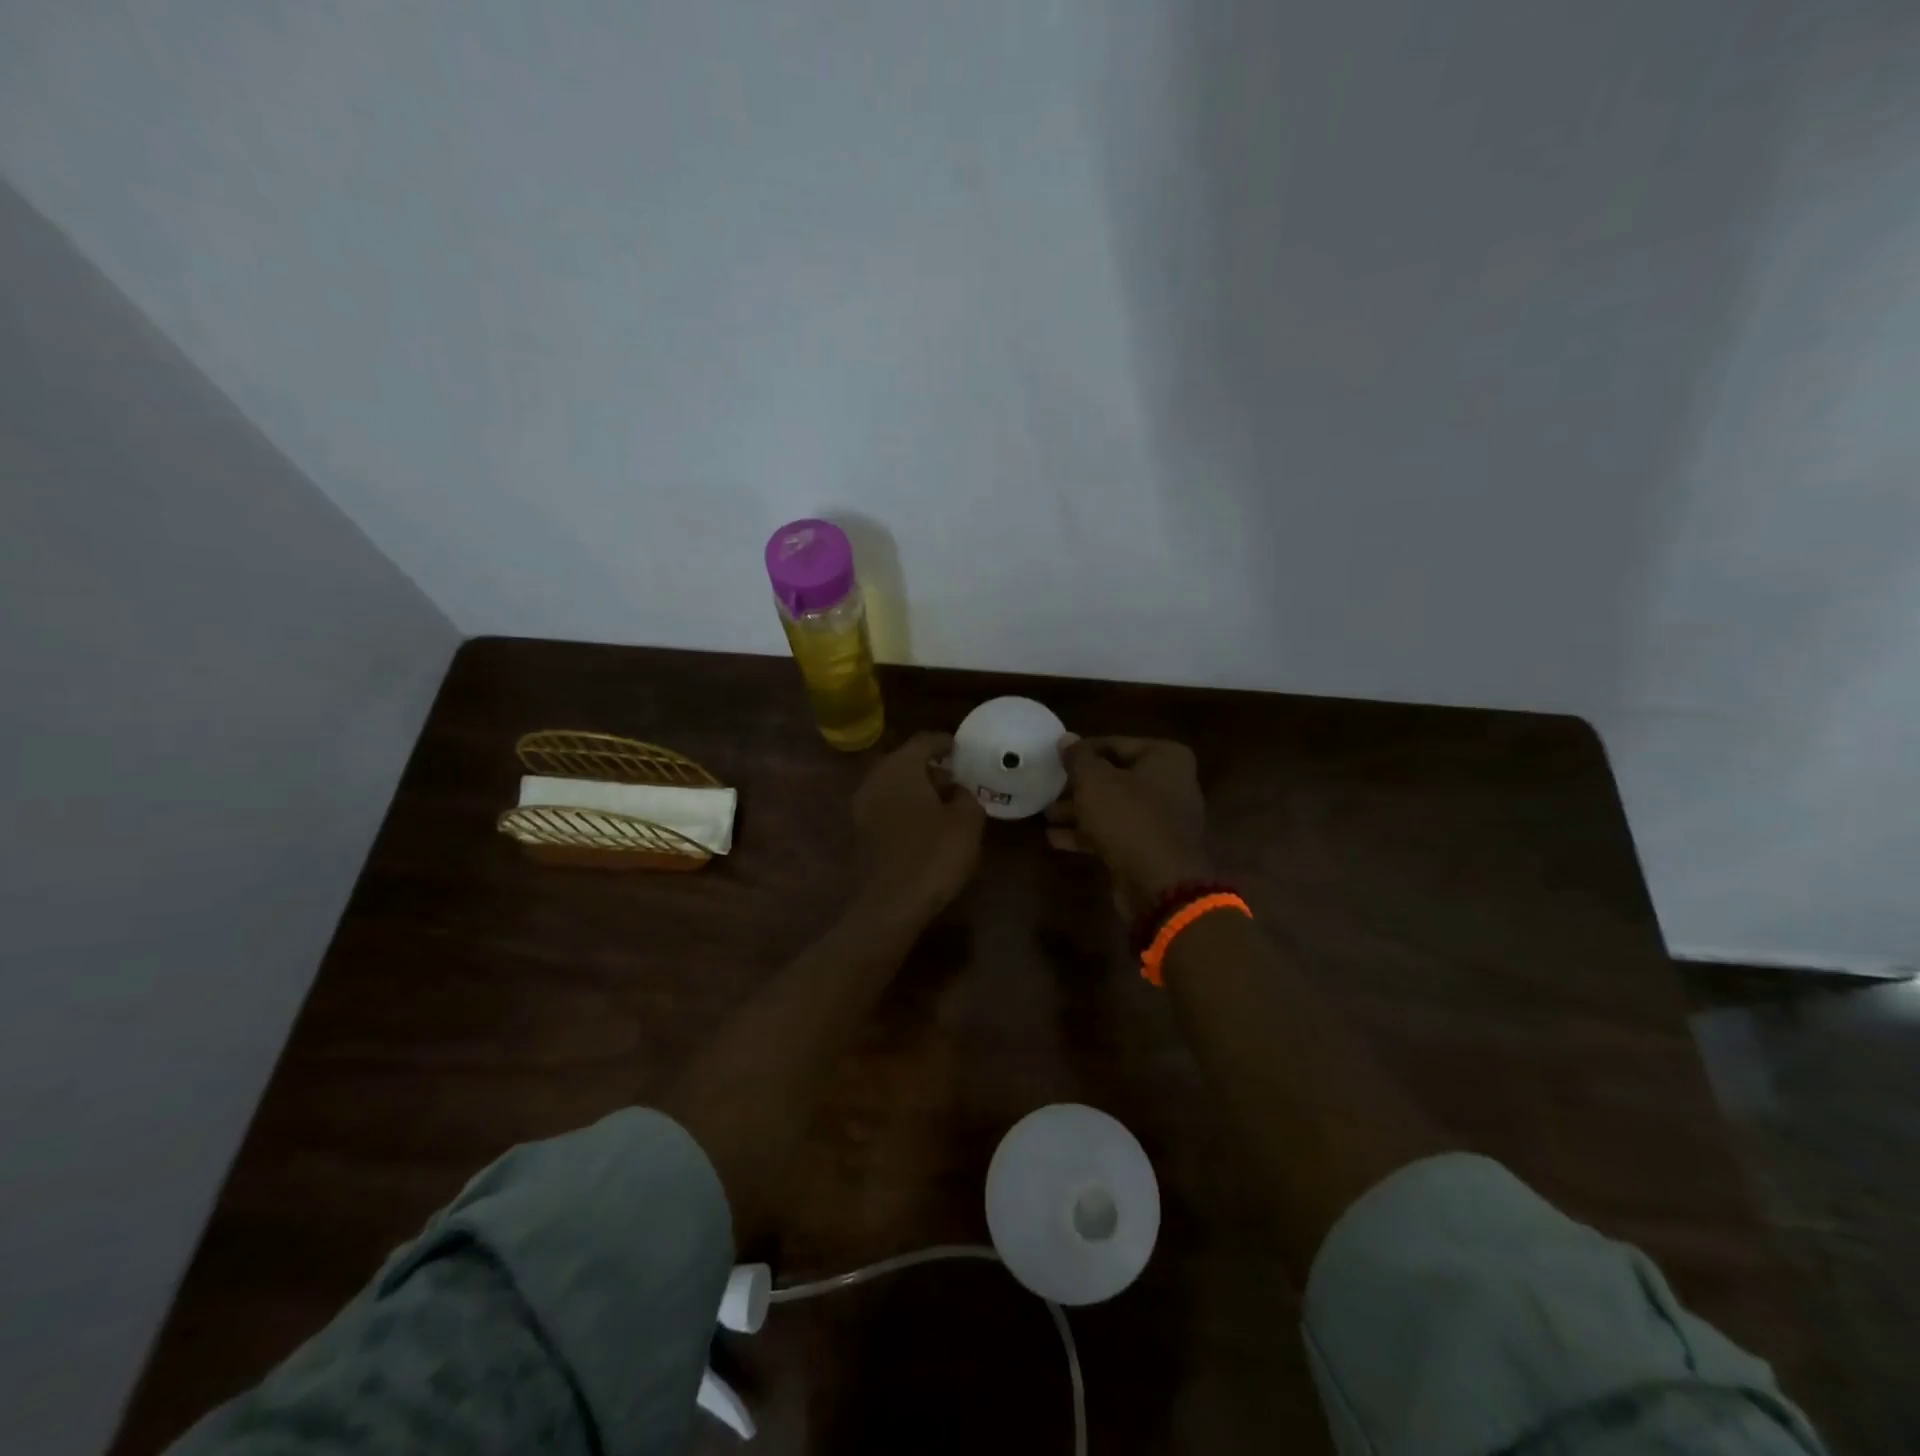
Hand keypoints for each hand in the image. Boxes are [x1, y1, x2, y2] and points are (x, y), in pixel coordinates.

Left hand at [851, 731, 984, 924]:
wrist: (890, 904)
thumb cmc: (933, 854)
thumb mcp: (967, 821)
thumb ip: (967, 795)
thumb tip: (959, 789)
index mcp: (900, 767)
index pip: (924, 741)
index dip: (946, 742)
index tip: (964, 750)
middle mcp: (876, 779)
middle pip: (905, 761)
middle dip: (932, 766)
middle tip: (958, 777)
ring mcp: (863, 806)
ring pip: (894, 784)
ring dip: (918, 788)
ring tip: (946, 802)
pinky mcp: (861, 831)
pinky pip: (887, 806)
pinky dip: (906, 807)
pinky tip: (927, 824)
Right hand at [1050, 736, 1209, 918]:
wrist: (1160, 884)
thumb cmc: (1128, 818)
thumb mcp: (1094, 781)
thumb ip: (1078, 758)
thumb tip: (1066, 739)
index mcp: (1165, 757)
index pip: (1115, 744)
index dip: (1082, 751)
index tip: (1054, 759)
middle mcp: (1170, 784)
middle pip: (1114, 777)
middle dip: (1079, 785)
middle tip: (1048, 787)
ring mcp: (1162, 819)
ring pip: (1112, 807)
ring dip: (1079, 810)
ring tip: (1046, 814)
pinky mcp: (1150, 848)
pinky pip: (1115, 833)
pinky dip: (1089, 833)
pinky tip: (1055, 839)